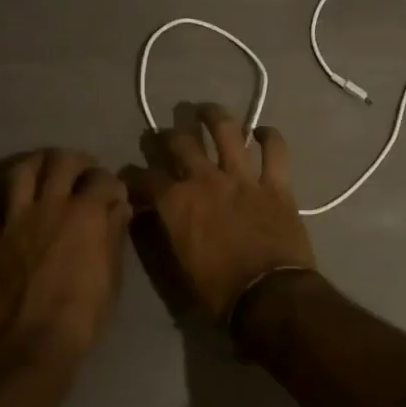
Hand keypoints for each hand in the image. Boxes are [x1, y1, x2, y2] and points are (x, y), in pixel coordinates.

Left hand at [0, 149, 130, 372]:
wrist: (29, 349)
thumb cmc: (81, 318)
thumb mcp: (112, 277)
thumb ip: (114, 235)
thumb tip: (119, 206)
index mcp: (85, 214)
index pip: (102, 178)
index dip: (111, 182)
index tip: (112, 193)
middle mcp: (49, 206)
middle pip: (59, 161)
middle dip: (73, 160)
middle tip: (78, 171)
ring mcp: (12, 221)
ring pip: (17, 171)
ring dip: (30, 164)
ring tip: (38, 170)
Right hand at [121, 105, 316, 323]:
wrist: (269, 296)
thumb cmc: (219, 292)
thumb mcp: (178, 267)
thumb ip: (165, 233)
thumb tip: (151, 216)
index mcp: (177, 203)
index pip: (145, 179)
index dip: (133, 176)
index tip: (130, 177)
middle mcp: (206, 180)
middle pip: (180, 143)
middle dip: (167, 136)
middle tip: (165, 136)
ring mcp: (243, 177)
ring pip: (226, 131)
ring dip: (213, 116)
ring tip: (206, 110)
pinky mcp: (275, 183)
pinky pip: (275, 150)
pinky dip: (270, 137)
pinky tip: (263, 131)